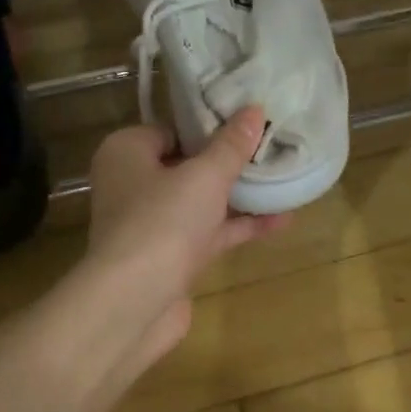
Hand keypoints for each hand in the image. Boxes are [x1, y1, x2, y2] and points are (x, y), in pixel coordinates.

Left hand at [83, 108, 288, 374]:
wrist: (135, 301)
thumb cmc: (162, 221)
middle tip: (271, 148)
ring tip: (284, 180)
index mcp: (126, 153)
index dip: (208, 125)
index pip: (170, 129)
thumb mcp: (204, 176)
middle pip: (187, 166)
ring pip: (201, 203)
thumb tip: (254, 109)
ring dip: (239, 196)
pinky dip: (238, 227)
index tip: (247, 123)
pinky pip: (209, 233)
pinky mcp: (171, 259)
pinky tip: (280, 220)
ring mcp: (152, 226)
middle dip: (228, 162)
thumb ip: (231, 146)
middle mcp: (133, 186)